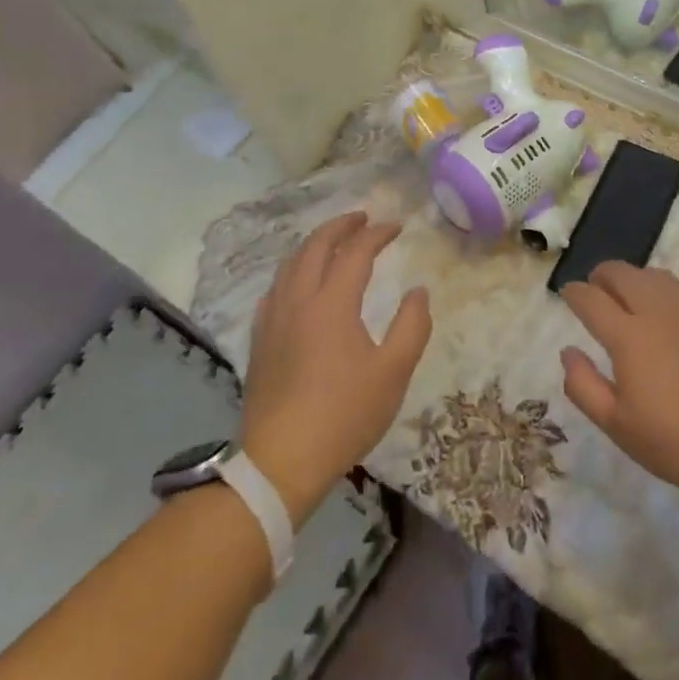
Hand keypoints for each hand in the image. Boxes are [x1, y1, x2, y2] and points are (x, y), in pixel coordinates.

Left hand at [241, 213, 431, 525]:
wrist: (281, 460)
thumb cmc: (344, 414)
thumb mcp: (393, 372)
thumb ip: (412, 326)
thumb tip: (418, 291)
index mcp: (332, 303)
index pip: (355, 252)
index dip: (377, 234)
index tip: (396, 226)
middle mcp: (298, 301)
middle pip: (315, 247)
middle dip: (340, 226)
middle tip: (361, 218)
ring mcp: (273, 320)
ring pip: (290, 265)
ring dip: (314, 244)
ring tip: (332, 242)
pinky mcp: (260, 341)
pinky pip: (274, 289)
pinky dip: (292, 272)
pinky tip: (297, 283)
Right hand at [558, 263, 678, 507]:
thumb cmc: (678, 442)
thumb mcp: (618, 426)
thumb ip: (584, 386)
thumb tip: (568, 352)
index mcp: (628, 336)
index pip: (591, 299)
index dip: (574, 293)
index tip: (568, 294)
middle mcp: (657, 310)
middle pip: (621, 273)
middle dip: (601, 276)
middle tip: (596, 290)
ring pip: (653, 275)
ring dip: (633, 280)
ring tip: (630, 300)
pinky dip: (665, 293)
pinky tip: (670, 318)